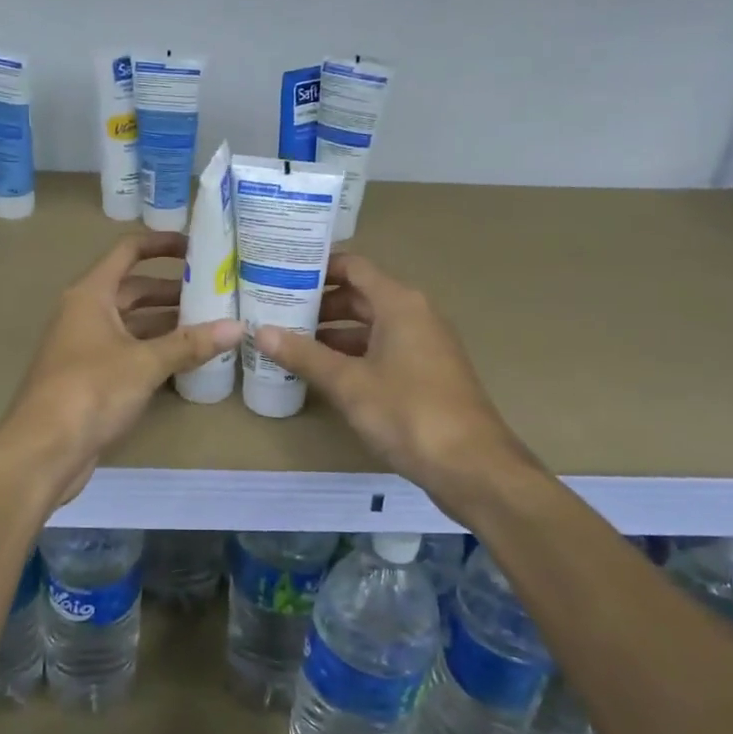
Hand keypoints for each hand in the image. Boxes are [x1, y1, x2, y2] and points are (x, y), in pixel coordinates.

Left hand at [0, 232, 241, 500]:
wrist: (43, 450)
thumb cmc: (90, 391)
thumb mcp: (145, 363)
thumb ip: (190, 344)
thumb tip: (238, 327)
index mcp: (91, 295)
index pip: (128, 251)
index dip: (161, 244)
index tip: (198, 247)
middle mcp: (85, 313)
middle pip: (133, 290)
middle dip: (173, 291)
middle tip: (216, 293)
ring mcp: (86, 347)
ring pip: (133, 324)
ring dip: (167, 324)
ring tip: (211, 325)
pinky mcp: (91, 378)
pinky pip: (129, 352)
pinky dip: (156, 351)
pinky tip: (187, 360)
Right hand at [255, 253, 535, 519]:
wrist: (472, 466)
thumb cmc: (408, 413)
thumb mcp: (348, 383)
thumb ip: (304, 355)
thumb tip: (260, 331)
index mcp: (400, 304)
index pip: (353, 267)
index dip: (317, 268)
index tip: (280, 273)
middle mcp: (415, 315)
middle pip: (360, 296)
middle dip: (319, 304)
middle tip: (276, 312)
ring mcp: (423, 345)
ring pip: (371, 326)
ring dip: (333, 333)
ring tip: (290, 344)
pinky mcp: (426, 374)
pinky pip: (382, 350)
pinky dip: (352, 355)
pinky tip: (324, 373)